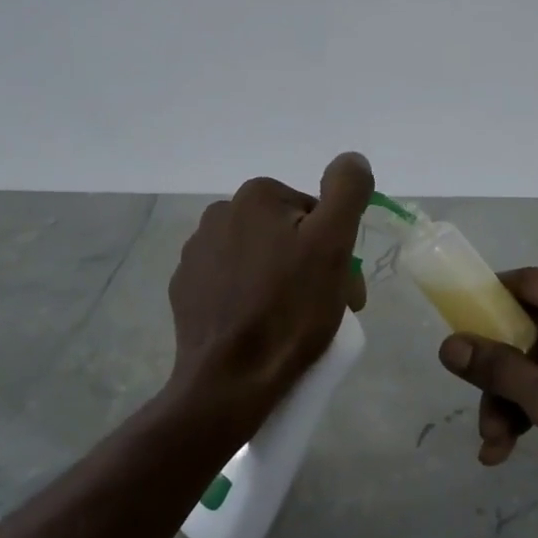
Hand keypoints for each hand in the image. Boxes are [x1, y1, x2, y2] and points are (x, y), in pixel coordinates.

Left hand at [168, 153, 371, 415]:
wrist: (230, 379)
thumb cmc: (289, 310)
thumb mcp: (332, 244)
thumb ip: (347, 190)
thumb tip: (352, 158)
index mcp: (257, 196)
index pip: (315, 213)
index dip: (337, 249)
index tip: (344, 288)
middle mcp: (220, 213)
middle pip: (287, 235)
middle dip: (311, 266)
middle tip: (325, 309)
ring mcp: (196, 253)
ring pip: (260, 259)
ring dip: (282, 281)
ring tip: (293, 323)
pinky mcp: (185, 289)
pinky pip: (232, 283)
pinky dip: (251, 297)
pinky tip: (260, 327)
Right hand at [436, 268, 537, 507]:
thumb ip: (495, 367)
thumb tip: (447, 346)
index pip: (527, 282)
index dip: (487, 303)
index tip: (457, 330)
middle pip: (533, 326)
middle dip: (502, 373)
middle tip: (480, 413)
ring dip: (517, 395)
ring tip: (495, 445)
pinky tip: (515, 441)